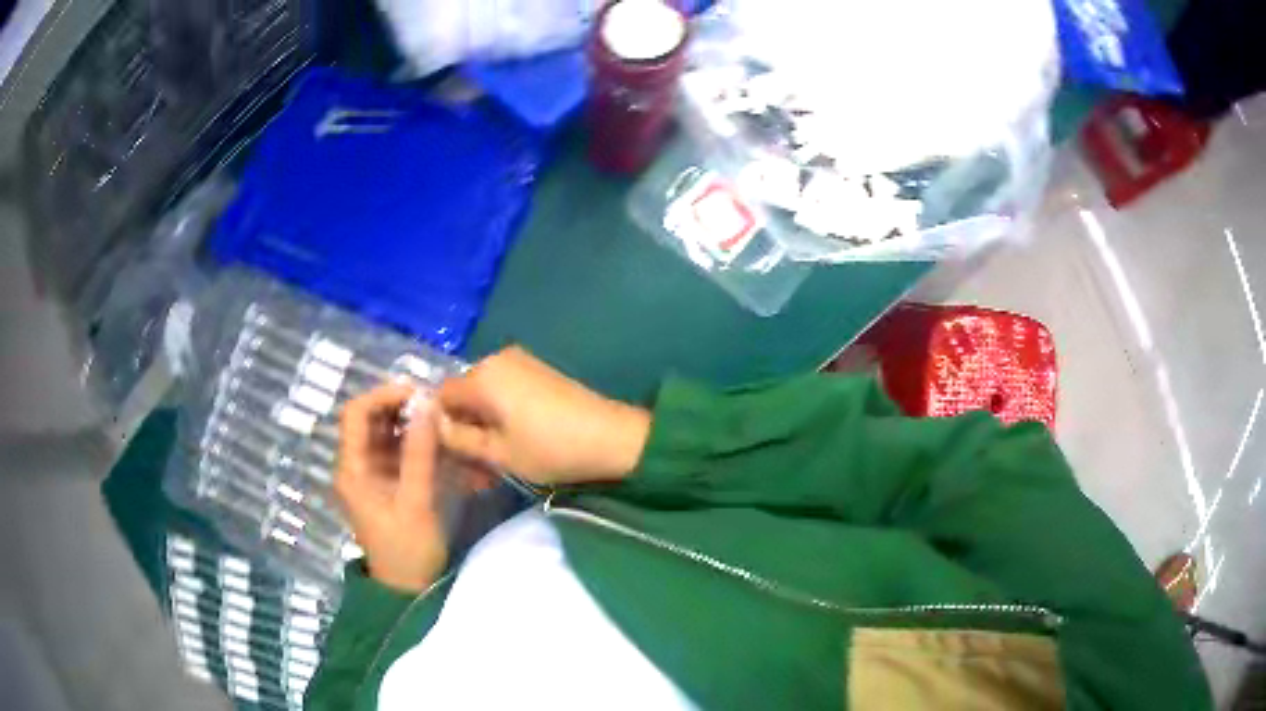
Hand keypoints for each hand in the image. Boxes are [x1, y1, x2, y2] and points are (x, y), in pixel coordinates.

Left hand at [335, 384, 451, 592]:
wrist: (408, 589)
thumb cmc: (407, 549)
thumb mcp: (416, 501)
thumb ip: (420, 453)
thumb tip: (427, 405)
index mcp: (352, 468)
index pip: (356, 413)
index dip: (383, 395)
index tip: (418, 393)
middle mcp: (356, 465)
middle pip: (370, 420)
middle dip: (400, 407)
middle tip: (435, 406)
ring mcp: (370, 474)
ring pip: (385, 433)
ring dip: (410, 423)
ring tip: (440, 421)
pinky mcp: (385, 483)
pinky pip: (397, 451)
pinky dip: (415, 442)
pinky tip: (438, 443)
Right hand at [436, 346, 650, 485]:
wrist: (611, 437)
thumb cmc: (549, 448)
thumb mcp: (497, 453)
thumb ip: (459, 440)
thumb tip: (436, 428)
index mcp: (482, 375)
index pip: (441, 397)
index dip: (439, 427)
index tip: (447, 457)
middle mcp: (496, 360)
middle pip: (463, 397)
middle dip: (463, 433)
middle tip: (472, 472)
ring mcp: (520, 364)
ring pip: (485, 400)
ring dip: (483, 432)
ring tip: (492, 469)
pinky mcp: (538, 374)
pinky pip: (505, 395)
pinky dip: (501, 420)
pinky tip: (509, 449)